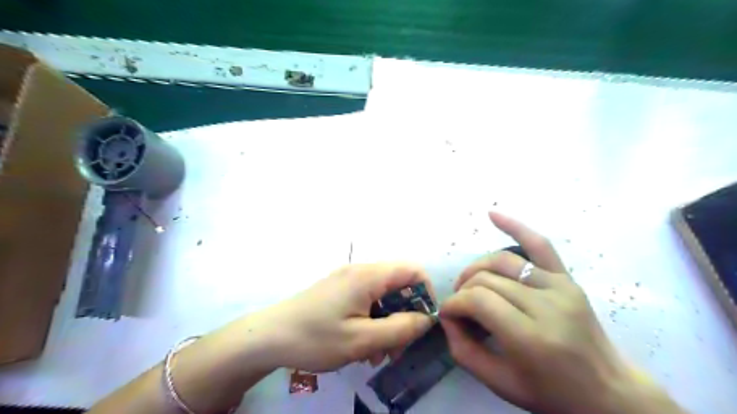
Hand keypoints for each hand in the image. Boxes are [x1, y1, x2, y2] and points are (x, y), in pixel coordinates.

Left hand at [257, 263, 433, 373]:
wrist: (268, 337)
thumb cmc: (316, 338)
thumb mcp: (362, 340)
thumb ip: (400, 328)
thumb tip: (426, 318)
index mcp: (368, 276)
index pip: (412, 270)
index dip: (425, 294)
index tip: (423, 322)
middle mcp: (360, 271)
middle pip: (398, 285)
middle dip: (404, 316)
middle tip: (396, 349)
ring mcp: (347, 280)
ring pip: (382, 296)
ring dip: (387, 323)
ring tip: (377, 354)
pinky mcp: (338, 290)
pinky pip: (366, 300)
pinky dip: (372, 320)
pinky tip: (362, 345)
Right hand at [436, 212, 678, 413]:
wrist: (607, 391)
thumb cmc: (551, 393)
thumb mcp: (500, 383)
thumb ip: (463, 350)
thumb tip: (448, 317)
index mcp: (531, 337)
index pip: (478, 300)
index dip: (454, 304)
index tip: (448, 315)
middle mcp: (546, 305)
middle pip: (487, 279)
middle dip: (462, 290)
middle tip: (459, 307)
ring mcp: (560, 287)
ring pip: (502, 261)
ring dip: (476, 268)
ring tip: (468, 283)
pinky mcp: (567, 279)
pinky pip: (540, 244)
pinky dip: (515, 225)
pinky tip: (492, 214)